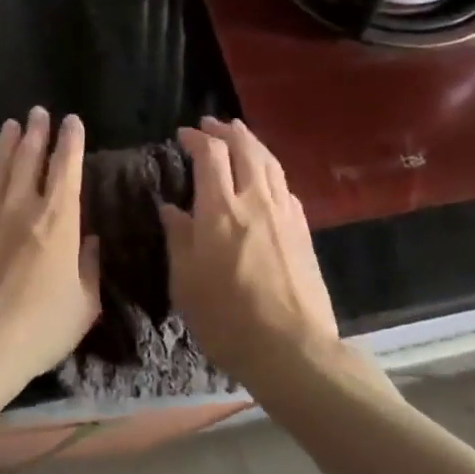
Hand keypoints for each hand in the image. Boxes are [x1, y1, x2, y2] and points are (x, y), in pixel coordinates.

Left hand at [0, 108, 101, 408]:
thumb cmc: (39, 329)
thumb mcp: (83, 305)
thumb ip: (89, 266)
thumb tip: (89, 240)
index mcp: (57, 220)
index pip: (66, 167)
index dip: (70, 141)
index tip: (72, 121)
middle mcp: (22, 206)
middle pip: (29, 157)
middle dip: (36, 132)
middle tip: (39, 112)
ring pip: (0, 168)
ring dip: (8, 144)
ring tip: (12, 125)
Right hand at [162, 117, 338, 384]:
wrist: (292, 349)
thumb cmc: (227, 318)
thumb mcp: (186, 282)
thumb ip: (178, 238)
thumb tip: (170, 208)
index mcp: (221, 210)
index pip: (211, 155)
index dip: (196, 138)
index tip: (183, 135)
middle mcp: (255, 201)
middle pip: (245, 148)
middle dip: (227, 130)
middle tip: (212, 124)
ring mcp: (285, 213)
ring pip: (270, 162)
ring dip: (252, 142)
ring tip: (240, 134)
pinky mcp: (303, 230)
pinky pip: (285, 186)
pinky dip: (271, 170)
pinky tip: (267, 177)